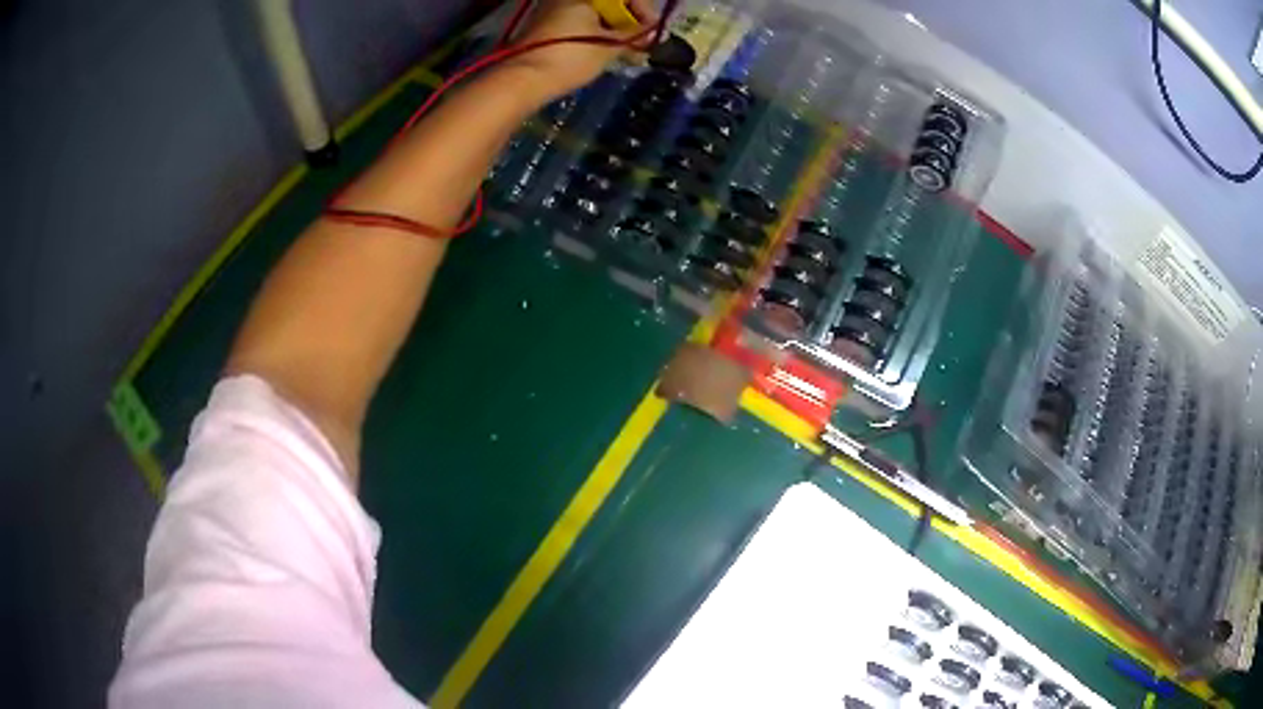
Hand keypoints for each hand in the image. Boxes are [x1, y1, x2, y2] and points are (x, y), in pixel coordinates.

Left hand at [503, 0, 658, 99]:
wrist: (523, 79)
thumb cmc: (569, 57)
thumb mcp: (608, 46)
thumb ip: (634, 37)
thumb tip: (652, 34)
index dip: (644, 12)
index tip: (653, 32)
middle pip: (607, 6)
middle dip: (627, 23)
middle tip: (640, 45)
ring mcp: (552, 12)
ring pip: (592, 17)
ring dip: (612, 32)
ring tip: (625, 53)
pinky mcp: (543, 29)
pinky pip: (577, 26)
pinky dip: (593, 36)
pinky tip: (603, 54)